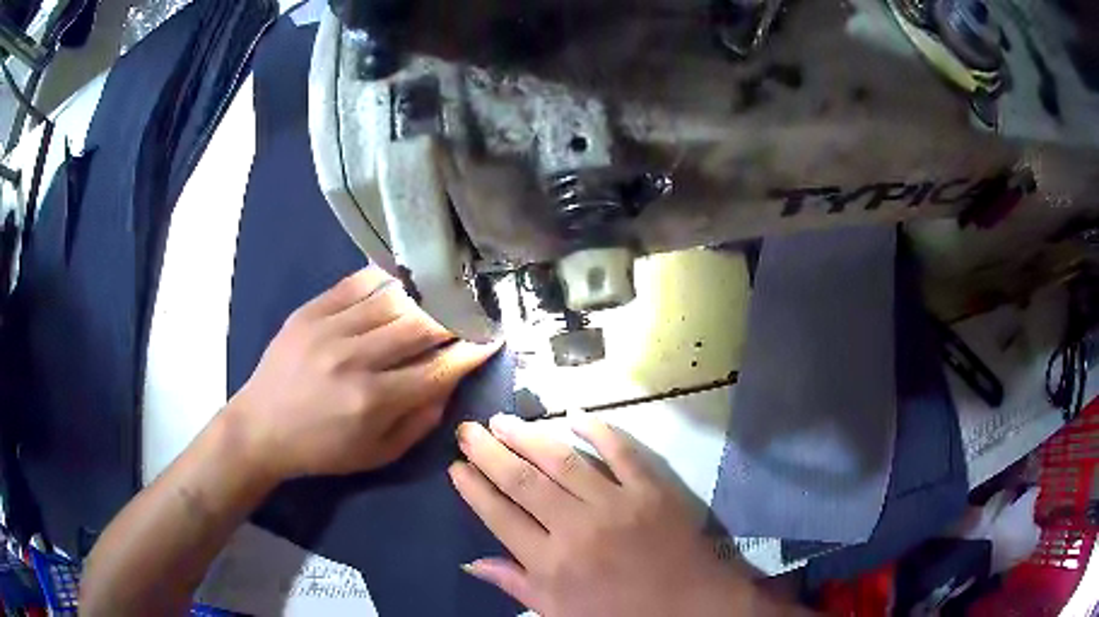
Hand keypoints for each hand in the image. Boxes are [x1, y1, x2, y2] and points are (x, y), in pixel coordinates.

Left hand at [226, 267, 500, 479]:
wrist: (261, 427)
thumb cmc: (322, 449)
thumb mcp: (377, 454)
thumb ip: (419, 422)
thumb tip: (449, 384)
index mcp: (373, 401)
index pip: (438, 368)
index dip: (472, 352)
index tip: (493, 338)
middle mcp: (354, 358)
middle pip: (420, 324)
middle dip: (455, 317)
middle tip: (472, 311)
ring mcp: (329, 328)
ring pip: (392, 298)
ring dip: (424, 295)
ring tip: (442, 292)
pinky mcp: (310, 310)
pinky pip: (356, 282)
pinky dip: (384, 278)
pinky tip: (401, 279)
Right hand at [449, 415, 771, 616]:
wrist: (691, 607)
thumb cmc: (621, 615)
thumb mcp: (560, 613)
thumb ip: (517, 585)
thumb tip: (471, 563)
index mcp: (552, 564)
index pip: (501, 517)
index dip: (475, 490)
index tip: (456, 466)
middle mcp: (577, 528)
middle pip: (523, 482)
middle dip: (490, 453)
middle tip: (468, 430)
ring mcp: (616, 504)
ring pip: (563, 461)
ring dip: (529, 437)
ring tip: (502, 420)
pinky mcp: (651, 489)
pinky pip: (621, 452)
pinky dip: (598, 431)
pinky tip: (574, 416)